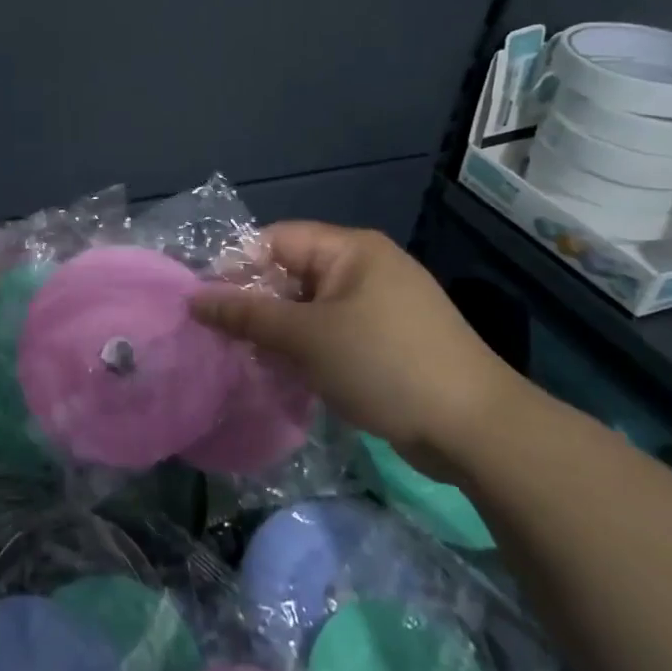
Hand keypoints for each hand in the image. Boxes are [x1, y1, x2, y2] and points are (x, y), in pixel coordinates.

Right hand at [188, 222, 526, 471]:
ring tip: (248, 359)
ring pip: (309, 308)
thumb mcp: (306, 337)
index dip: (237, 267)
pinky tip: (286, 374)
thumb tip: (195, 298)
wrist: (476, 429)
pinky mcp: (388, 341)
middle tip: (222, 337)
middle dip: (256, 304)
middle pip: (291, 273)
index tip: (207, 304)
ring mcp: (380, 306)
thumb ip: (247, 315)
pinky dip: (306, 349)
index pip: (276, 240)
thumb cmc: (384, 365)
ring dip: (279, 332)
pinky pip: (332, 332)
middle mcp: (365, 268)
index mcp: (350, 250)